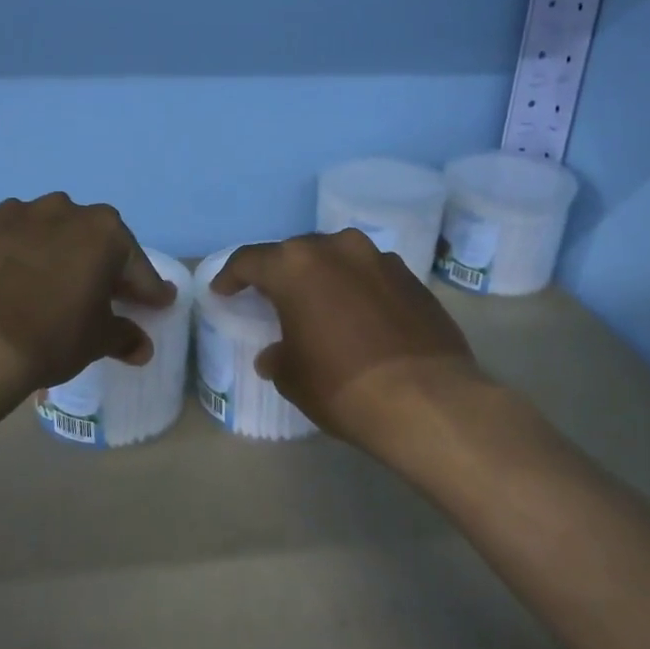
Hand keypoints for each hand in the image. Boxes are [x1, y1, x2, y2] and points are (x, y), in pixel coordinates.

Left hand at [0, 194, 176, 391]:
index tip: (156, 302)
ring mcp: (13, 214)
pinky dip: (10, 257)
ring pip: (43, 232)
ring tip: (45, 286)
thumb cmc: (51, 336)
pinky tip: (5, 283)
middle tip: (99, 294)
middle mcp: (62, 210)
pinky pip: (4, 240)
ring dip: (50, 253)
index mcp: (103, 232)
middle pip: (89, 238)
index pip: (135, 264)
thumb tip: (141, 346)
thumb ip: (124, 336)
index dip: (147, 288)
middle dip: (97, 263)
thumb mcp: (96, 341)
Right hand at [211, 231, 486, 455]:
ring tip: (320, 305)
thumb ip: (278, 356)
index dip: (231, 276)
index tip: (223, 291)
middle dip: (281, 274)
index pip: (250, 260)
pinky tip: (360, 317)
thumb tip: (275, 355)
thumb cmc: (341, 385)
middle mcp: (337, 248)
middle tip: (272, 299)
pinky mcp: (412, 277)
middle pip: (296, 253)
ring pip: (338, 259)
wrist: (426, 400)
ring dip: (323, 277)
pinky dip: (357, 289)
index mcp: (296, 266)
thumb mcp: (293, 377)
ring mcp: (379, 259)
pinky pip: (371, 274)